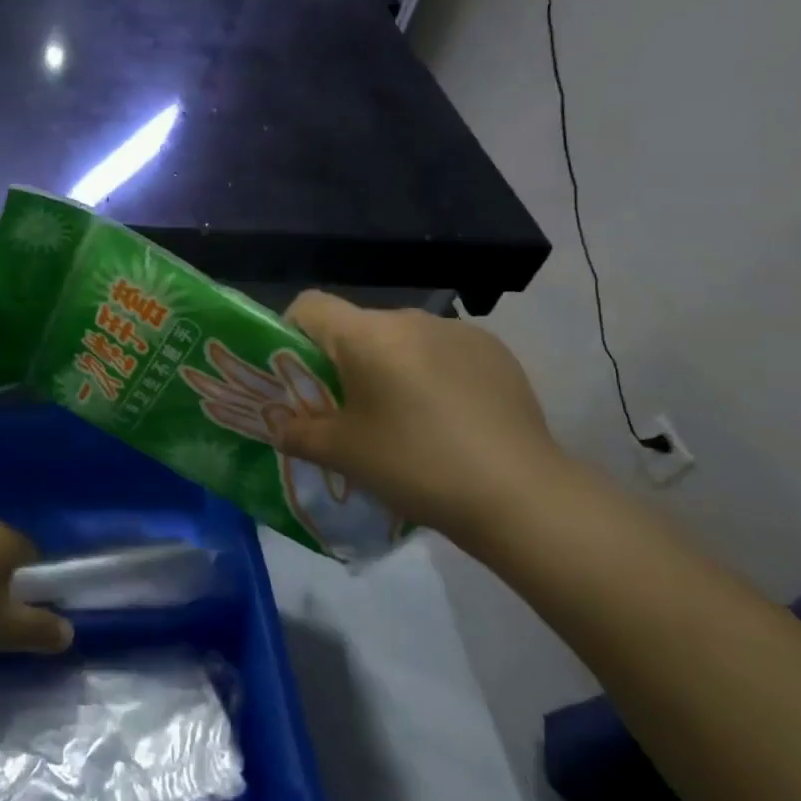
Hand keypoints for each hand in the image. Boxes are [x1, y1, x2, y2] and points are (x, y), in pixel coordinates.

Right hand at [269, 291, 569, 539]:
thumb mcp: (344, 454)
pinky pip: (442, 350)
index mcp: (367, 335)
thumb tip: (278, 426)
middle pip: (356, 326)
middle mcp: (410, 319)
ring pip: (400, 339)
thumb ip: (298, 433)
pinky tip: (447, 417)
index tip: (296, 374)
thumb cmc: (416, 465)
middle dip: (343, 360)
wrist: (521, 496)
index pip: (310, 305)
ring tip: (403, 418)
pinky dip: (431, 372)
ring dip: (389, 366)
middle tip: (348, 410)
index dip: (291, 332)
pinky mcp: (495, 351)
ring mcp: (457, 331)